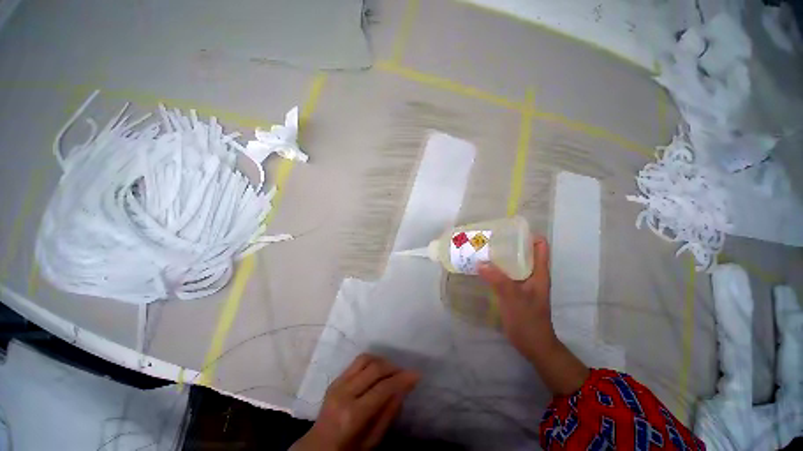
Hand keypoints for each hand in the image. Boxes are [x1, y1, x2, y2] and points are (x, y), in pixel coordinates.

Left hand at [292, 354, 419, 450]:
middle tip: (405, 373)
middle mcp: (344, 393)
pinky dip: (372, 361)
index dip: (402, 379)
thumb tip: (403, 388)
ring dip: (383, 361)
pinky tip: (379, 370)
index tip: (416, 374)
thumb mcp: (371, 441)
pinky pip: (357, 361)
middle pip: (374, 368)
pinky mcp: (335, 379)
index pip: (382, 388)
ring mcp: (337, 383)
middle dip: (394, 367)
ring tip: (392, 371)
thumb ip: (388, 413)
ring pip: (366, 359)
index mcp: (352, 415)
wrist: (317, 448)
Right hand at [478, 236, 554, 360]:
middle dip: (509, 243)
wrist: (533, 346)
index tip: (509, 230)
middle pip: (523, 251)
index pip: (540, 246)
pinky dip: (496, 268)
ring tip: (483, 249)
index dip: (528, 235)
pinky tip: (483, 268)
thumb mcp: (514, 299)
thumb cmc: (528, 321)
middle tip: (490, 238)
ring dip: (501, 256)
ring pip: (513, 262)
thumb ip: (498, 280)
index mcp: (539, 272)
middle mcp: (532, 274)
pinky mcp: (514, 290)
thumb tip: (480, 262)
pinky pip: (506, 273)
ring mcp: (523, 283)